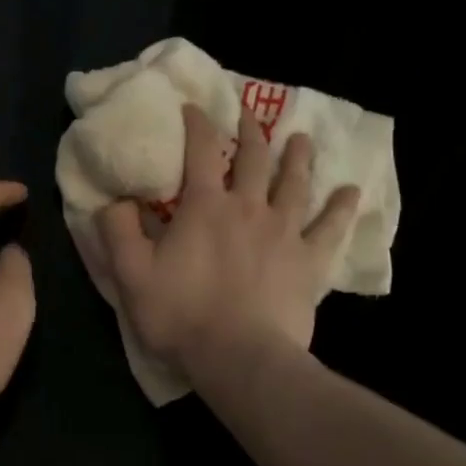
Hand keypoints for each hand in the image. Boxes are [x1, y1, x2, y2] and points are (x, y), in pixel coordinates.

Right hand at [98, 105, 357, 375]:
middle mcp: (248, 208)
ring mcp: (284, 233)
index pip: (201, 151)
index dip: (197, 124)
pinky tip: (351, 192)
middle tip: (249, 114)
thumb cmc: (182, 314)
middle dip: (250, 132)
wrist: (240, 358)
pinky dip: (341, 208)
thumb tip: (114, 200)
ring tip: (302, 139)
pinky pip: (330, 228)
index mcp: (205, 206)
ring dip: (298, 158)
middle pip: (254, 159)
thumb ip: (117, 231)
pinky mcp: (309, 262)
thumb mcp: (131, 274)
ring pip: (295, 184)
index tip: (194, 107)